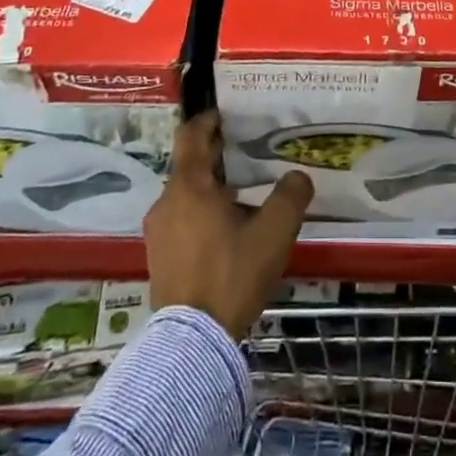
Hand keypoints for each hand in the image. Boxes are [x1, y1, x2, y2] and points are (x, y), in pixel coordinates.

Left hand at [145, 111, 313, 338]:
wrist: (193, 340)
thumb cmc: (232, 273)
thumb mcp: (274, 232)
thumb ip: (290, 196)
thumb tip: (297, 176)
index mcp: (190, 186)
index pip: (191, 136)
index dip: (207, 121)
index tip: (224, 115)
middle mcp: (166, 201)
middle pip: (188, 165)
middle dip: (213, 155)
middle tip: (243, 153)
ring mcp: (157, 231)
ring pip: (184, 195)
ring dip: (207, 187)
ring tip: (238, 195)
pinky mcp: (158, 257)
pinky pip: (179, 220)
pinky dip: (199, 213)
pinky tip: (223, 230)